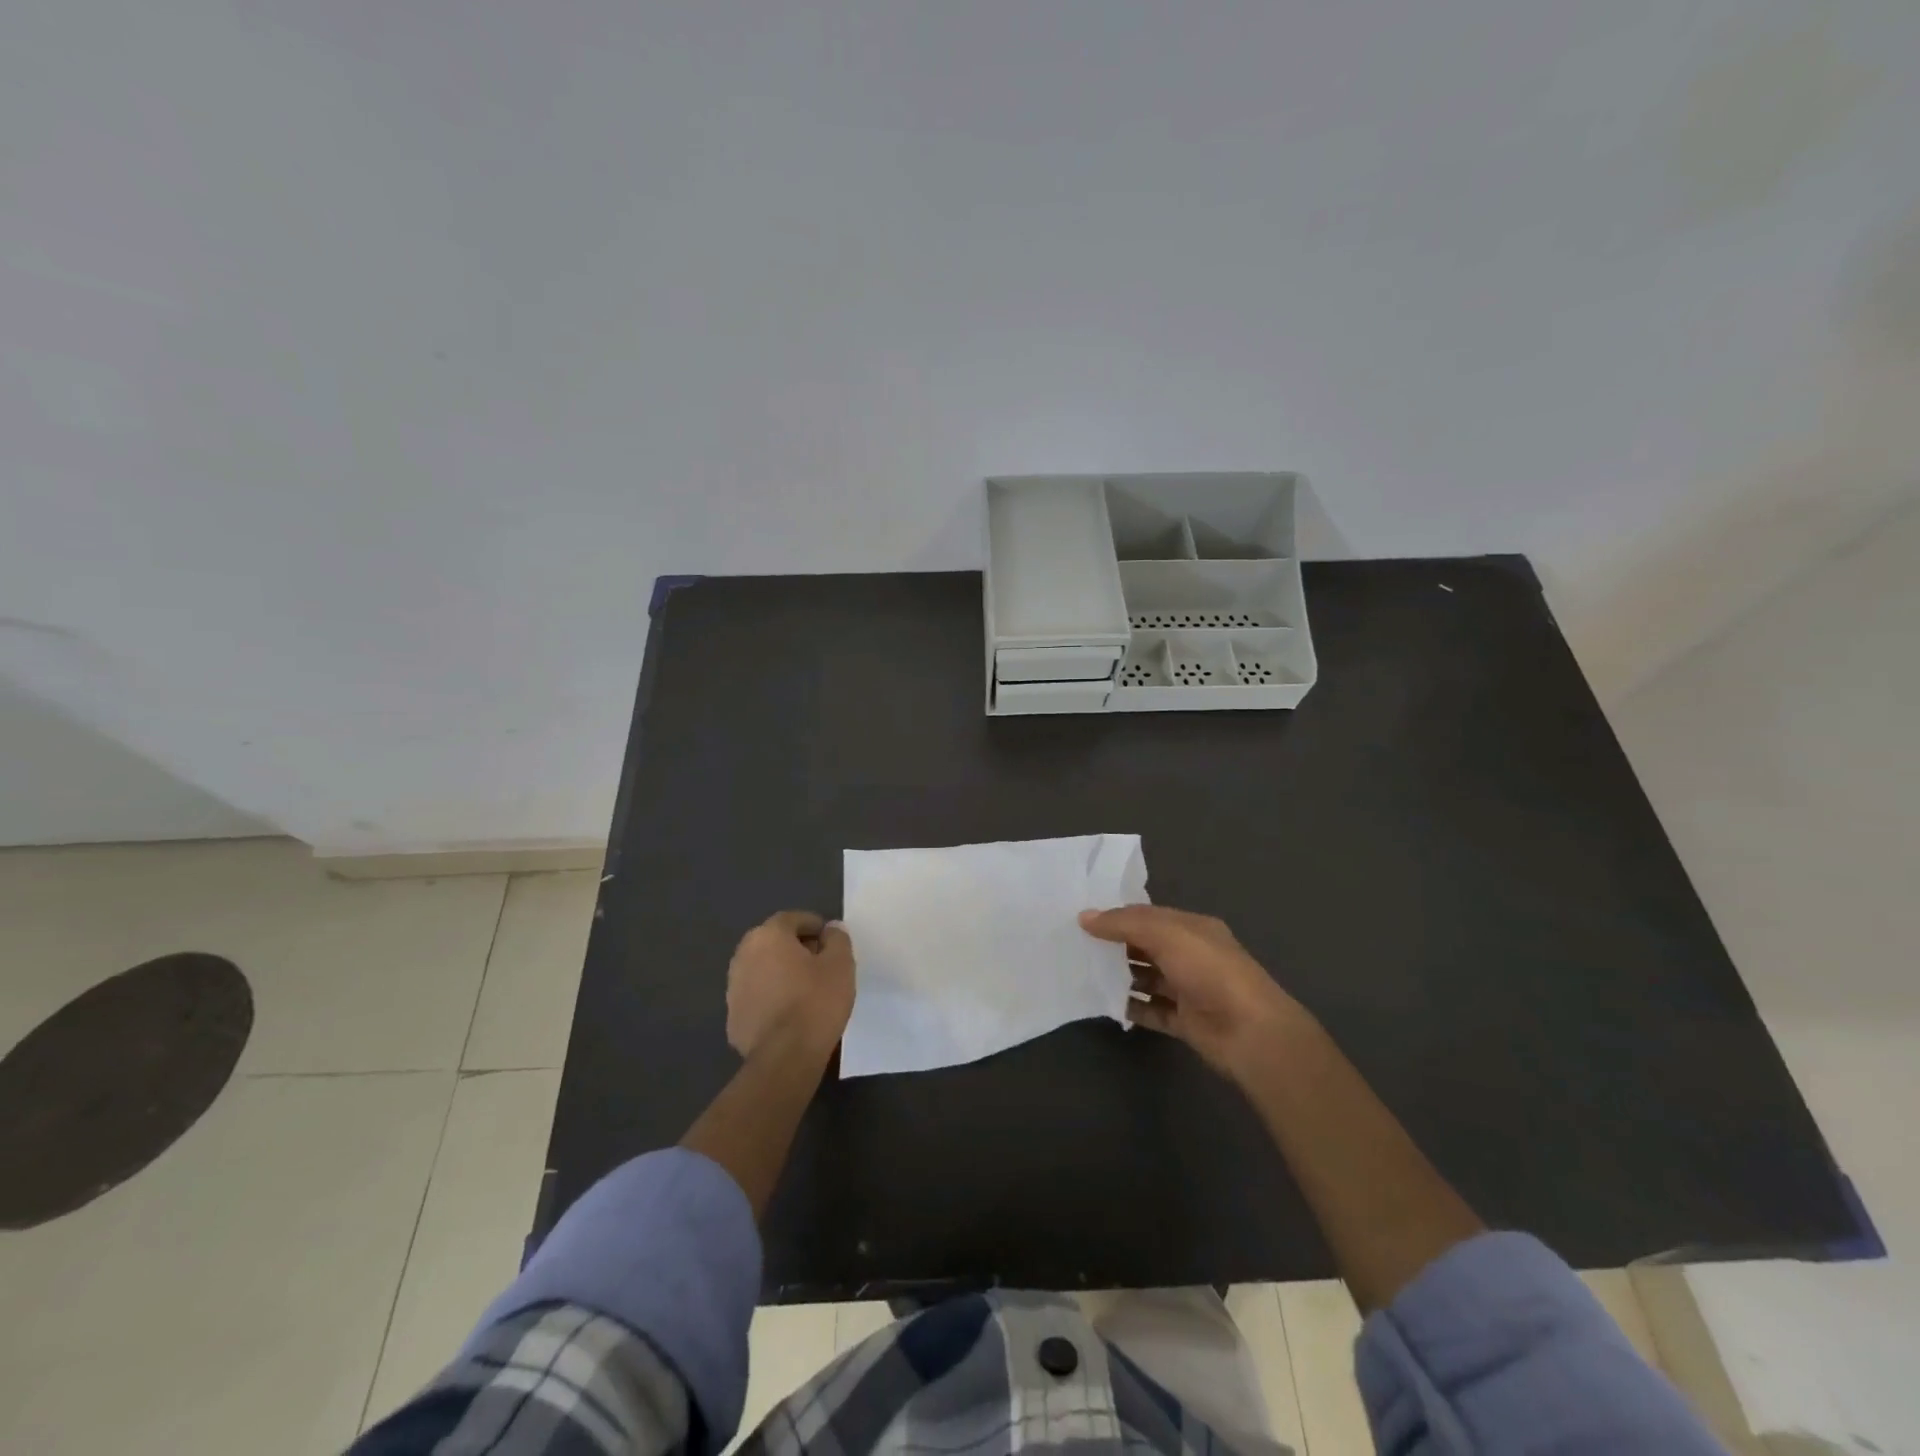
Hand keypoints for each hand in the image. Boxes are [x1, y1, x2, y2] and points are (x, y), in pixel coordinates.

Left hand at [726, 910, 855, 1060]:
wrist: (785, 1057)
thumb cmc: (816, 1001)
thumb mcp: (840, 964)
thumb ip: (837, 939)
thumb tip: (830, 929)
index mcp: (768, 936)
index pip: (792, 919)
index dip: (814, 926)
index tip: (830, 941)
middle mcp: (744, 955)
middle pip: (773, 942)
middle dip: (795, 948)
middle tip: (820, 964)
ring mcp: (734, 988)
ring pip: (762, 970)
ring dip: (780, 973)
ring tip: (806, 991)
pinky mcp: (733, 1017)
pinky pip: (756, 997)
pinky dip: (771, 998)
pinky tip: (790, 1015)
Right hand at [1079, 904, 1305, 1081]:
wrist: (1250, 1032)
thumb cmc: (1209, 971)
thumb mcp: (1165, 934)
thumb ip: (1124, 924)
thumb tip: (1084, 916)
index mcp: (1192, 928)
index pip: (1148, 915)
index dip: (1117, 916)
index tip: (1082, 919)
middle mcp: (1191, 955)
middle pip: (1146, 946)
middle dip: (1115, 945)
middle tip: (1076, 945)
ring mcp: (1188, 990)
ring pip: (1147, 978)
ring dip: (1120, 976)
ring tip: (1083, 973)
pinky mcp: (1184, 1021)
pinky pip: (1151, 1011)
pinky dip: (1130, 1007)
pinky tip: (1104, 1003)